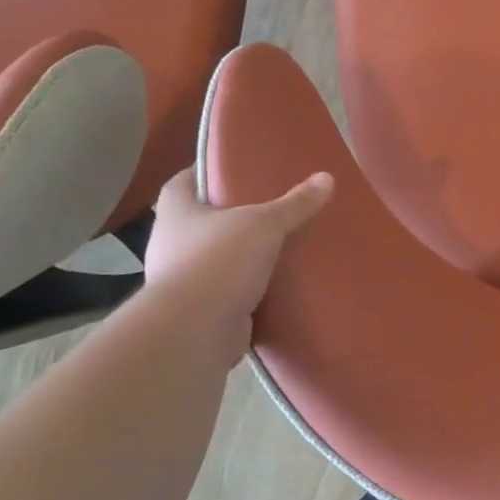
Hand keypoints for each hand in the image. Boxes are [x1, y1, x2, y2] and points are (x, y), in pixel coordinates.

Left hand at [142, 168, 334, 357]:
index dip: (205, 172)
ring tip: (279, 245)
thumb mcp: (264, 224)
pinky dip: (247, 286)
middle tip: (269, 206)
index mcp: (176, 212)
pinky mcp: (199, 309)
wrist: (194, 331)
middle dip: (232, 215)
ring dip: (241, 254)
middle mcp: (171, 243)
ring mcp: (182, 279)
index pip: (183, 182)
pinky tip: (276, 282)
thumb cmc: (218, 261)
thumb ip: (294, 204)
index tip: (234, 168)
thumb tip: (327, 177)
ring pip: (215, 256)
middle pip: (201, 220)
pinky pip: (227, 289)